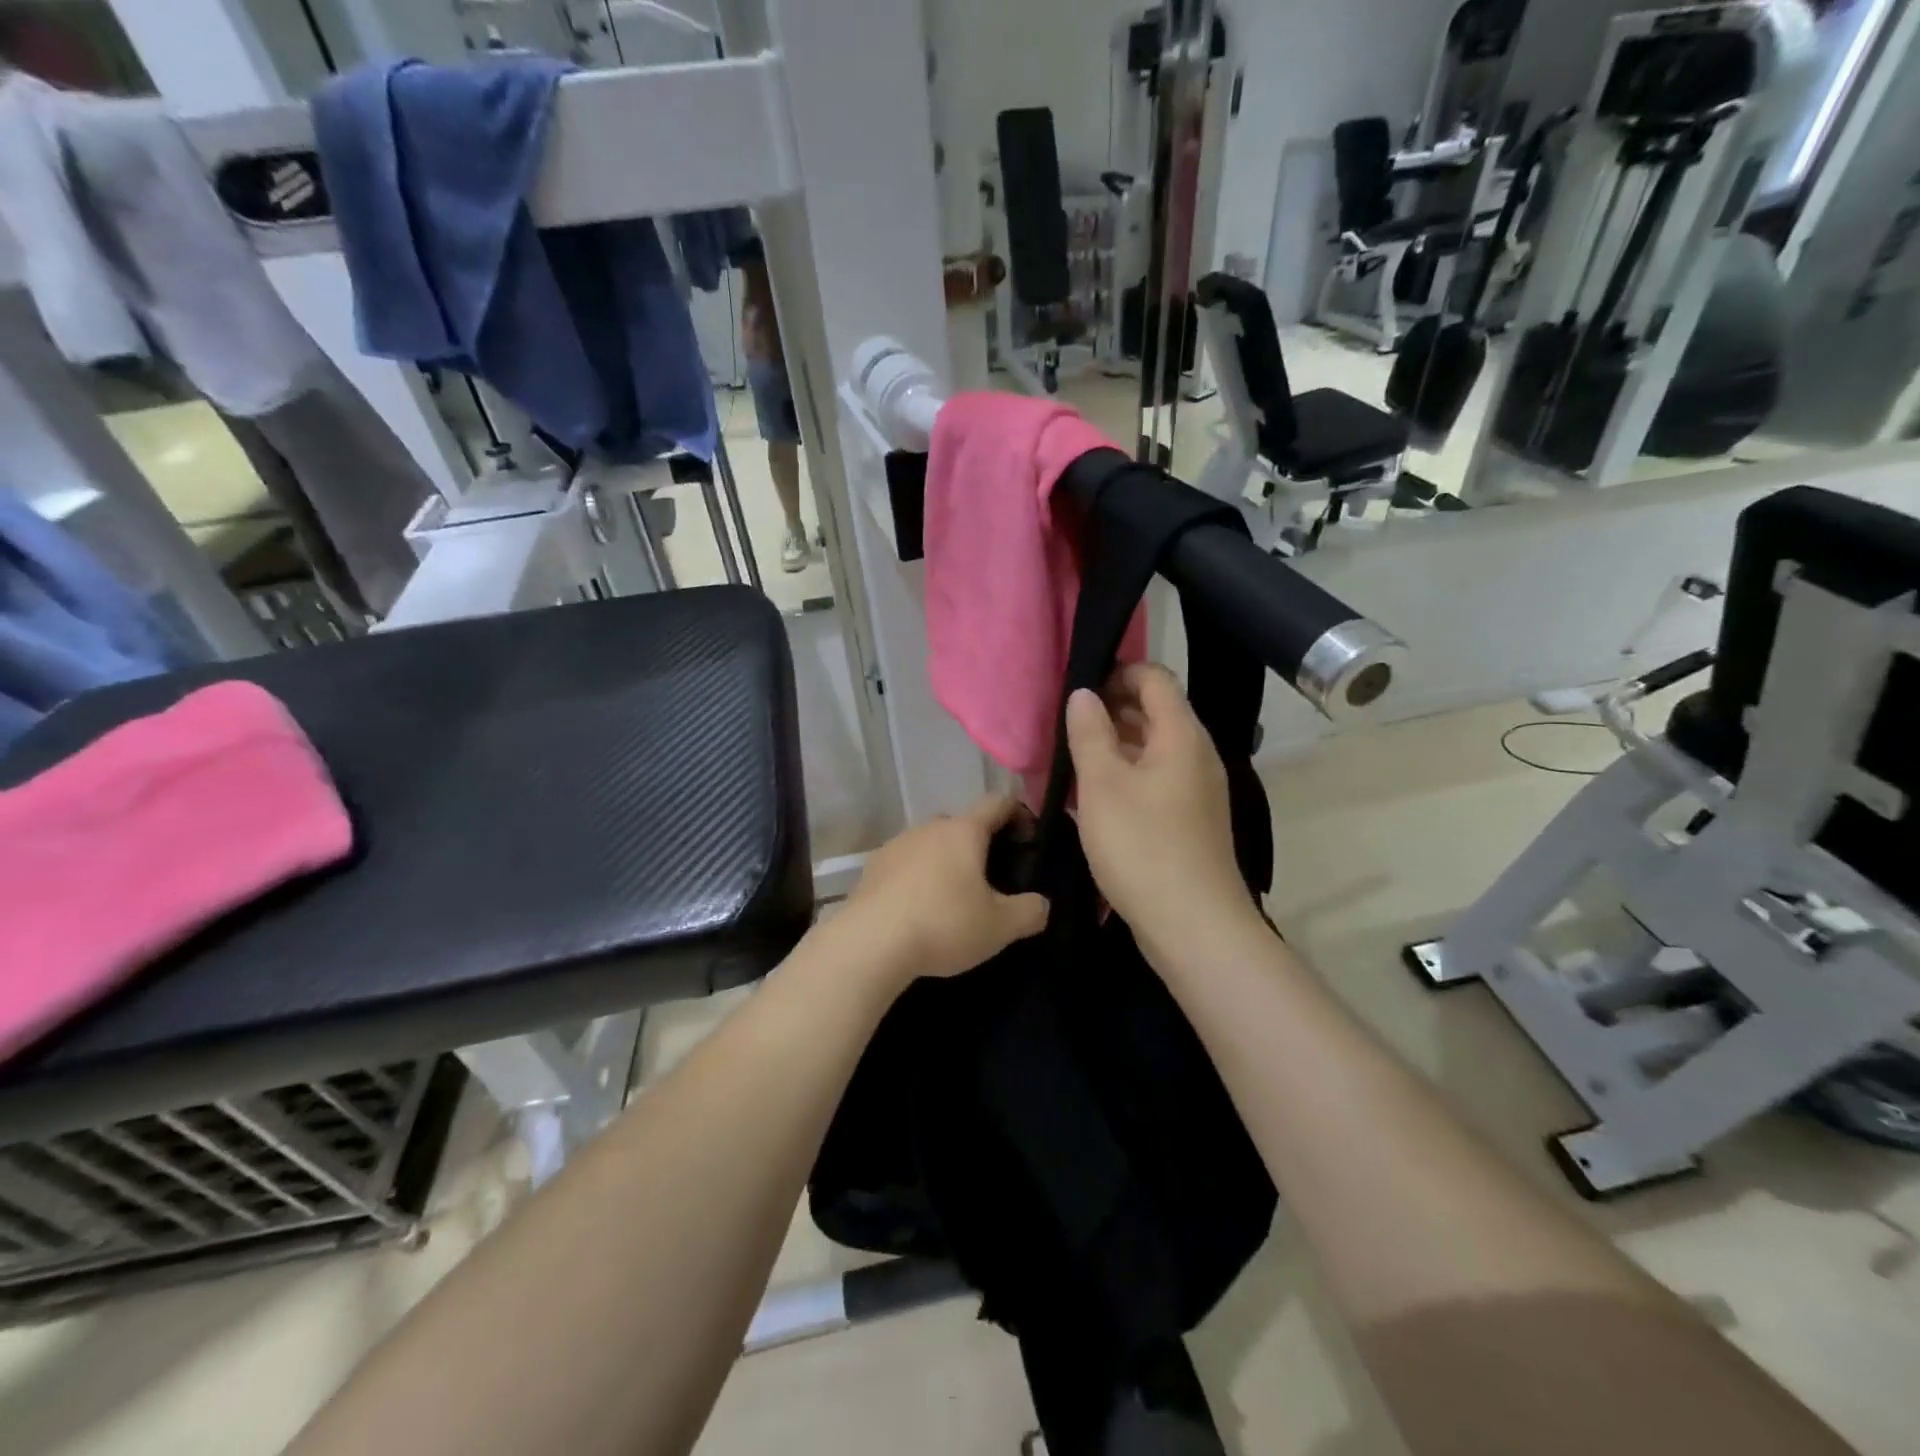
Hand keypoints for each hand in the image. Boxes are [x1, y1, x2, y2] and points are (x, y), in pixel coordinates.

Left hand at [838, 795, 1048, 989]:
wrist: (869, 944)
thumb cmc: (943, 924)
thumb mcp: (1000, 926)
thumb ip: (1030, 912)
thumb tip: (1041, 904)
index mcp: (963, 831)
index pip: (997, 803)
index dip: (1018, 814)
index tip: (1028, 839)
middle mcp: (929, 827)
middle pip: (963, 825)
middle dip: (980, 845)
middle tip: (993, 879)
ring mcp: (896, 844)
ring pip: (931, 844)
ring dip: (946, 862)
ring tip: (953, 898)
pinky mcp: (872, 867)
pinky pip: (906, 864)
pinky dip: (918, 878)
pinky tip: (919, 909)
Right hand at [1065, 664, 1258, 956]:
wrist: (1193, 925)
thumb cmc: (1142, 846)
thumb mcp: (1103, 785)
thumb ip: (1090, 733)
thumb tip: (1083, 693)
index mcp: (1181, 736)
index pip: (1155, 679)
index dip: (1117, 672)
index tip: (1077, 686)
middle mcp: (1196, 755)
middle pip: (1155, 712)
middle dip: (1110, 709)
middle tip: (1064, 723)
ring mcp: (1196, 790)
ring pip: (1152, 750)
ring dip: (1114, 746)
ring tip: (1071, 756)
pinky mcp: (1189, 820)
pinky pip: (1154, 780)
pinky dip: (1125, 776)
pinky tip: (1093, 795)